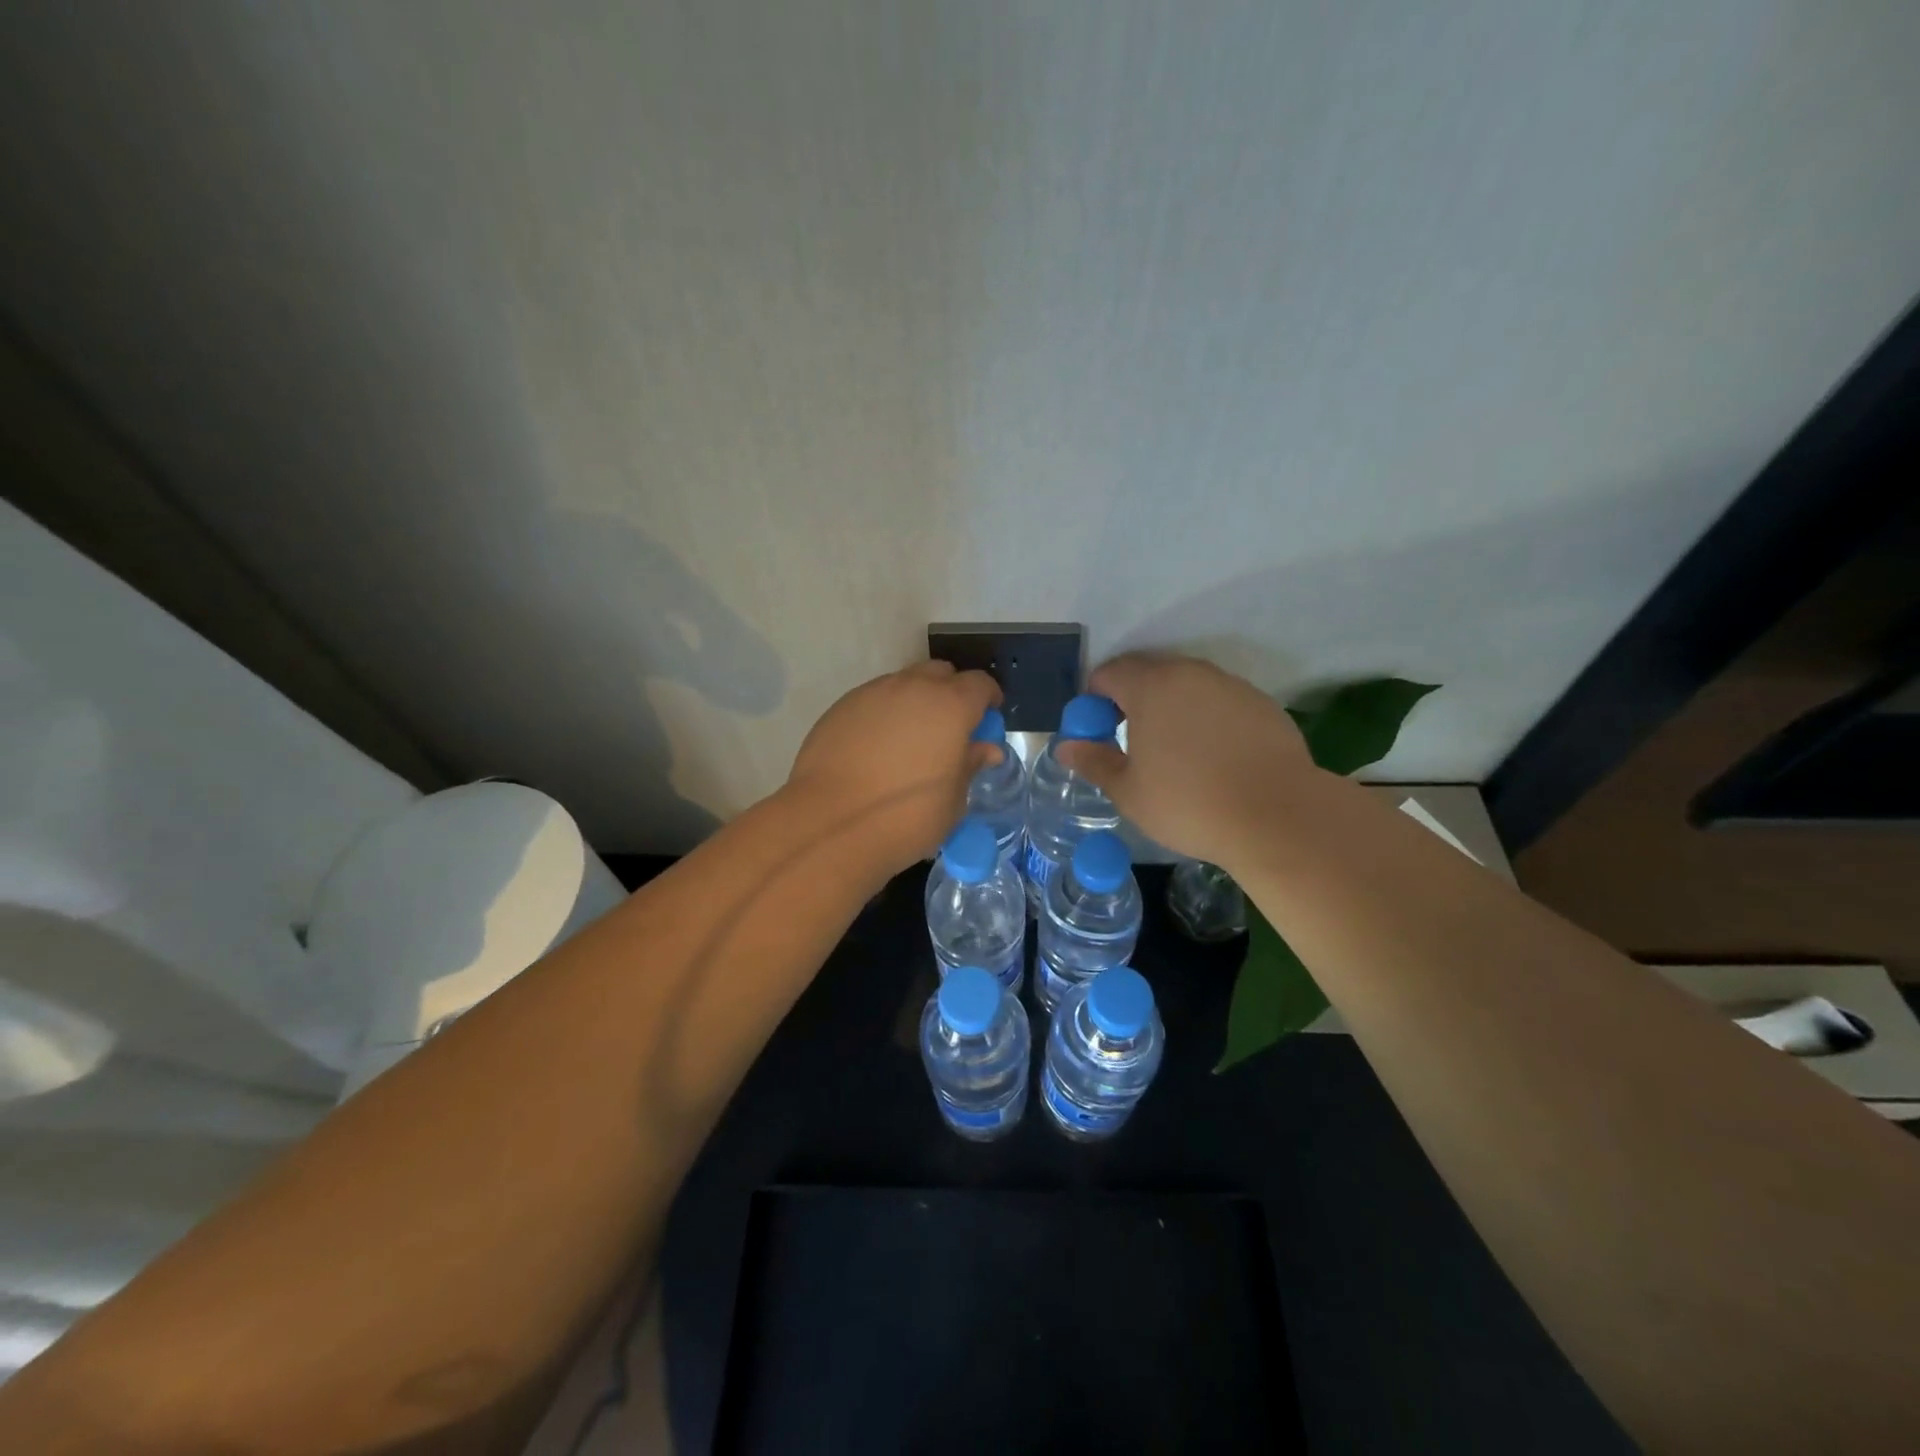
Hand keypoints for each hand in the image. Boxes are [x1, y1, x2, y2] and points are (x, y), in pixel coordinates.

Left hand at [784, 660, 1002, 872]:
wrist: (831, 823)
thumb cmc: (908, 817)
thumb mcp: (953, 800)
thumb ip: (969, 766)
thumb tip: (985, 750)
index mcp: (951, 706)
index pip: (980, 684)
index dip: (988, 698)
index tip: (988, 716)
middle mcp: (912, 688)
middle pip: (940, 673)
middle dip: (950, 692)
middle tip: (950, 726)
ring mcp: (872, 694)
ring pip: (903, 683)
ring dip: (915, 701)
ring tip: (911, 738)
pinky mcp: (840, 708)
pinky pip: (872, 700)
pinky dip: (883, 714)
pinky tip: (877, 747)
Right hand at [1056, 652, 1320, 871]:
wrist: (1277, 815)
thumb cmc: (1188, 803)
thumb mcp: (1129, 791)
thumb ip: (1094, 762)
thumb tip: (1066, 748)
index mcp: (1150, 686)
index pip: (1108, 674)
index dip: (1094, 700)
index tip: (1097, 732)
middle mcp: (1189, 673)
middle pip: (1147, 673)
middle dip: (1131, 700)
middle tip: (1130, 741)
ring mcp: (1229, 685)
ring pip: (1185, 685)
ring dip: (1170, 707)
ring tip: (1174, 751)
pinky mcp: (1261, 703)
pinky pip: (1218, 701)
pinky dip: (1205, 718)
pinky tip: (1213, 757)